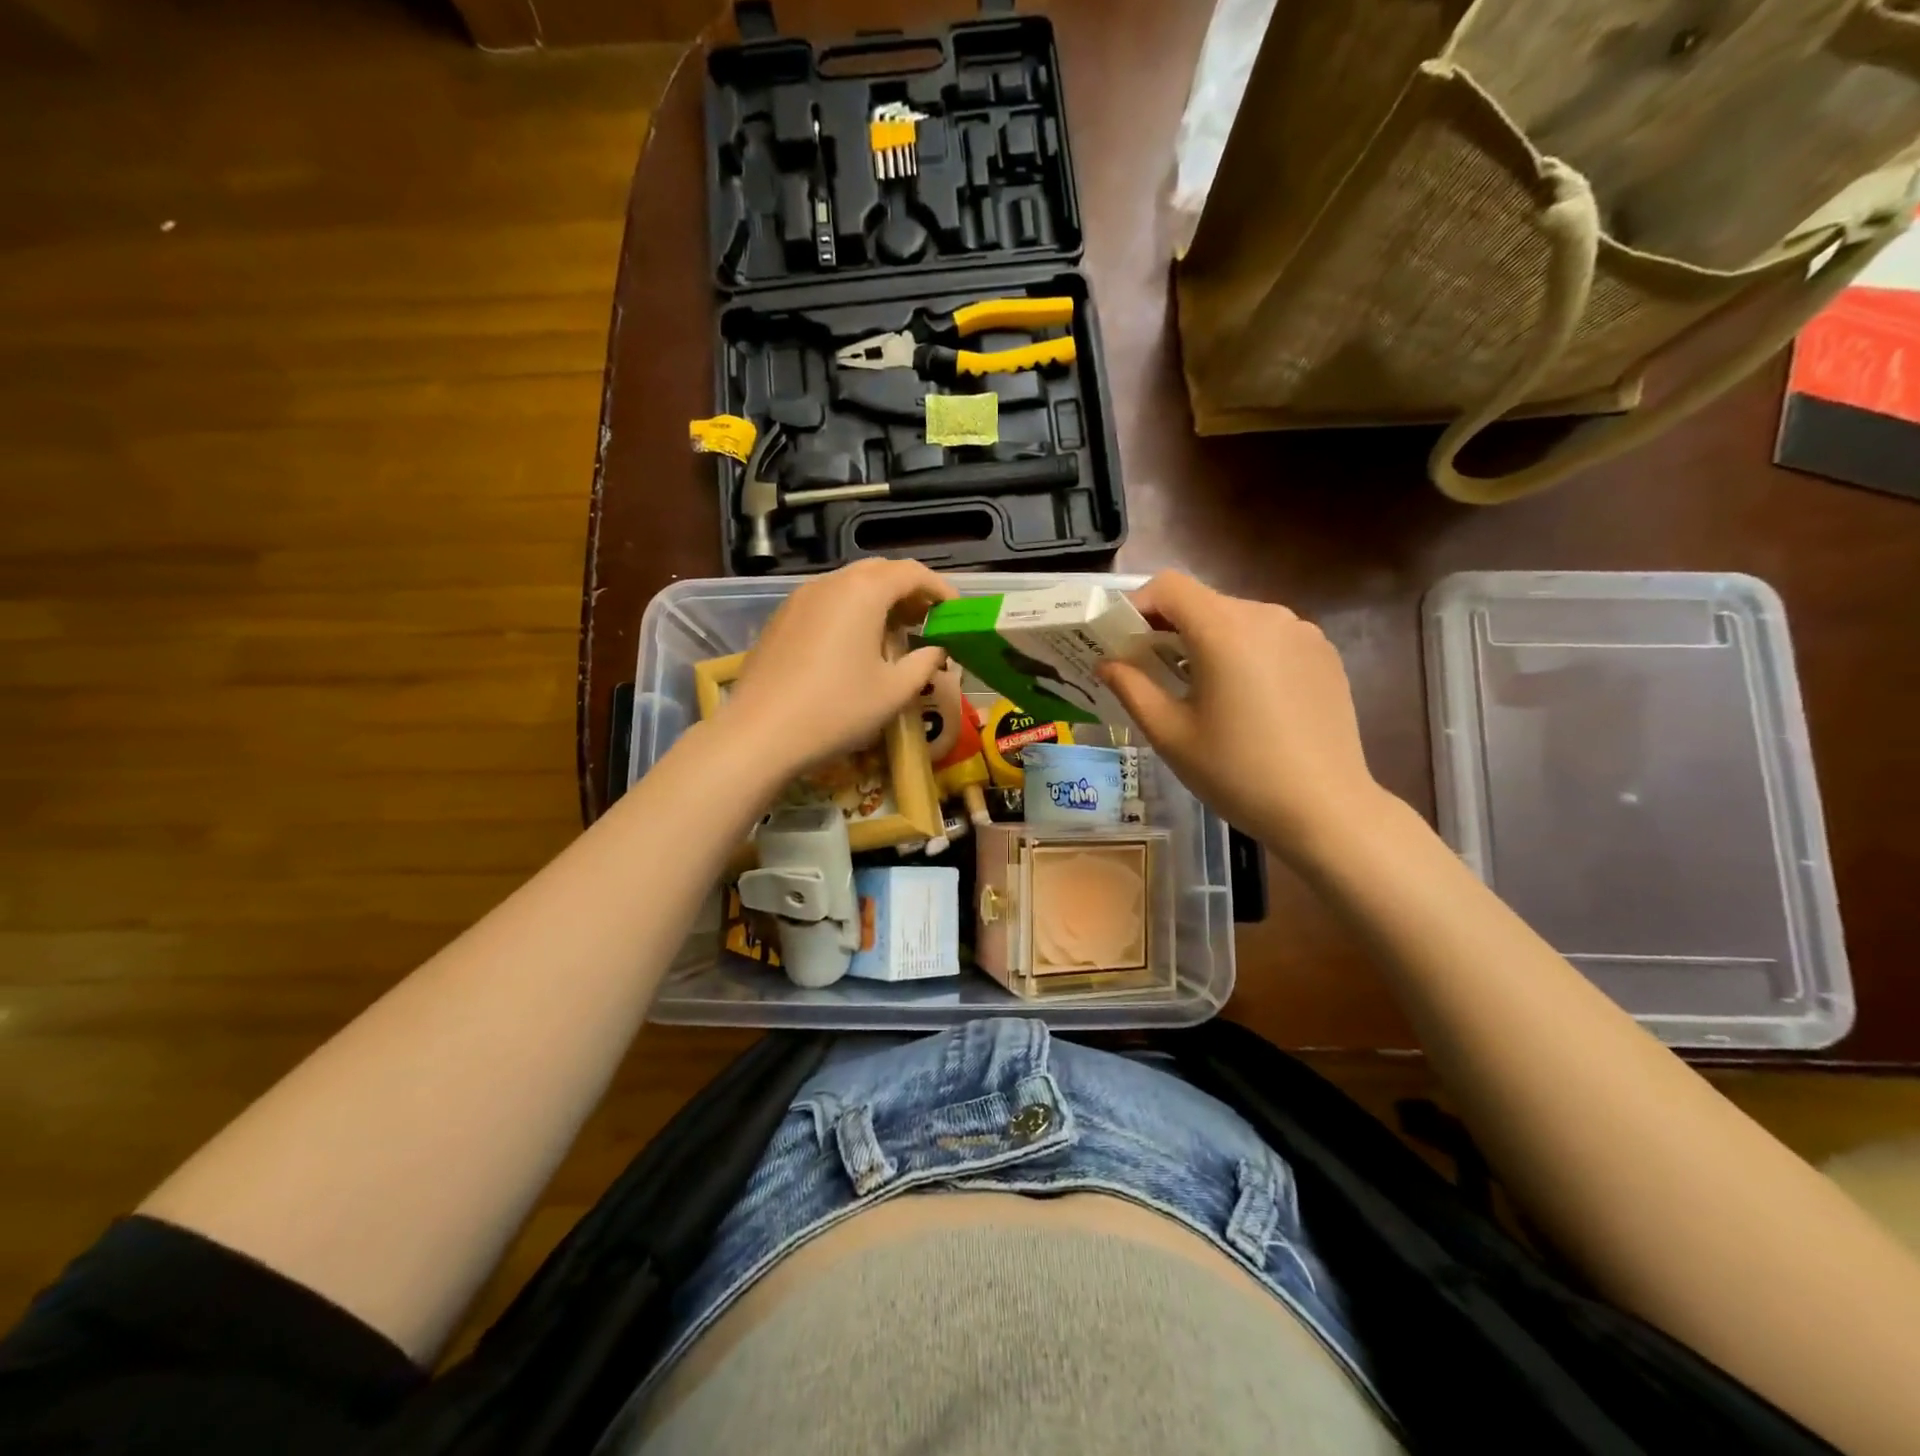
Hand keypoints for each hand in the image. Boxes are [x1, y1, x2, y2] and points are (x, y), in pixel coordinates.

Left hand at [721, 559, 957, 773]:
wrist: (759, 732)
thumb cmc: (837, 709)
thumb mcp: (894, 691)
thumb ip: (924, 664)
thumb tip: (936, 651)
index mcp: (863, 592)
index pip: (912, 573)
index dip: (940, 588)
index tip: (956, 611)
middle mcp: (830, 583)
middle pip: (879, 571)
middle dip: (908, 590)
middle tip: (928, 620)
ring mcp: (800, 598)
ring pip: (849, 584)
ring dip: (879, 600)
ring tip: (895, 633)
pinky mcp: (781, 619)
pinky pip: (826, 601)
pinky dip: (851, 611)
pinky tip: (855, 645)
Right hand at [1098, 570, 1385, 860]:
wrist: (1324, 809)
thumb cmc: (1236, 772)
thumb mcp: (1170, 733)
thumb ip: (1131, 688)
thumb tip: (1106, 663)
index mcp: (1224, 630)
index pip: (1169, 586)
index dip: (1138, 605)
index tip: (1124, 640)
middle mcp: (1266, 616)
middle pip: (1204, 602)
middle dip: (1171, 628)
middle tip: (1153, 671)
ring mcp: (1302, 632)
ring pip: (1238, 619)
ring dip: (1209, 641)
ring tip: (1202, 690)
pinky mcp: (1325, 654)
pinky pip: (1271, 638)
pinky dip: (1246, 653)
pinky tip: (1248, 700)